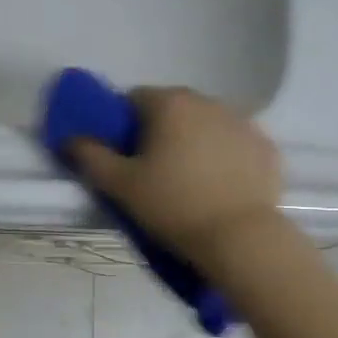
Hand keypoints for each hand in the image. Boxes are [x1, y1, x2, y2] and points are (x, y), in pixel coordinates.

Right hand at [69, 87, 282, 271]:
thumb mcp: (121, 186)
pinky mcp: (267, 147)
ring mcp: (244, 122)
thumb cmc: (173, 206)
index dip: (125, 127)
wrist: (240, 238)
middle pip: (173, 109)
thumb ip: (90, 156)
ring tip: (191, 182)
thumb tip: (71, 138)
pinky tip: (221, 187)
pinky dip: (226, 157)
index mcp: (170, 104)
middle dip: (161, 133)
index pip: (135, 100)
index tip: (127, 158)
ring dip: (195, 142)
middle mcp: (209, 102)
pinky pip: (235, 144)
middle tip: (155, 173)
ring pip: (207, 125)